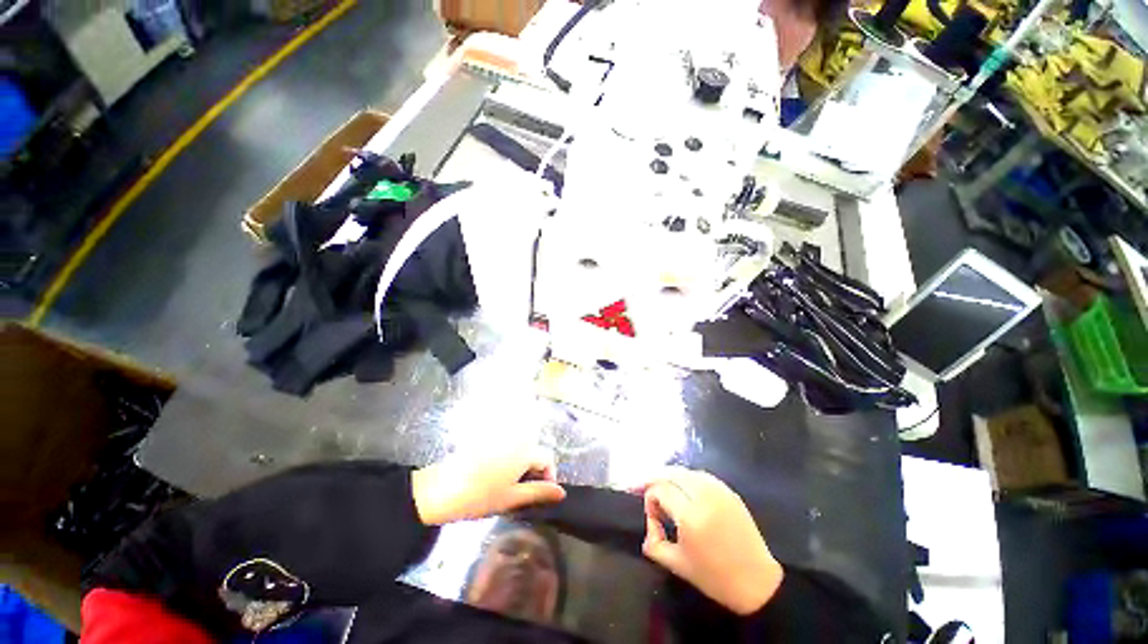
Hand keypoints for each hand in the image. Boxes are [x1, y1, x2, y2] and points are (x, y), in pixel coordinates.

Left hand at [411, 447, 565, 525]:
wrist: (440, 489)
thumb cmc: (479, 496)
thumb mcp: (512, 498)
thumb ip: (539, 493)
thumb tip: (562, 493)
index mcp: (525, 450)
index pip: (547, 458)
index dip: (549, 477)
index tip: (542, 494)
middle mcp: (516, 437)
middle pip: (534, 452)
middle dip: (535, 471)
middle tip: (524, 494)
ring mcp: (500, 436)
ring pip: (521, 449)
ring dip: (522, 466)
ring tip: (509, 487)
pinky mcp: (487, 439)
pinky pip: (507, 447)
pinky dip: (509, 460)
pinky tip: (495, 476)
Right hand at [639, 467, 783, 614]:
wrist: (757, 582)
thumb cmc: (715, 578)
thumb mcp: (677, 565)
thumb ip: (654, 543)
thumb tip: (649, 523)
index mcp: (691, 516)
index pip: (660, 489)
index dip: (649, 499)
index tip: (652, 516)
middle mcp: (704, 496)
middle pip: (670, 473)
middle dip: (655, 481)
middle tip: (647, 492)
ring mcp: (719, 491)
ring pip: (685, 471)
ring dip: (670, 477)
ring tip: (664, 490)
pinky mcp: (729, 491)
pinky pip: (700, 475)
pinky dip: (687, 478)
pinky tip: (684, 490)